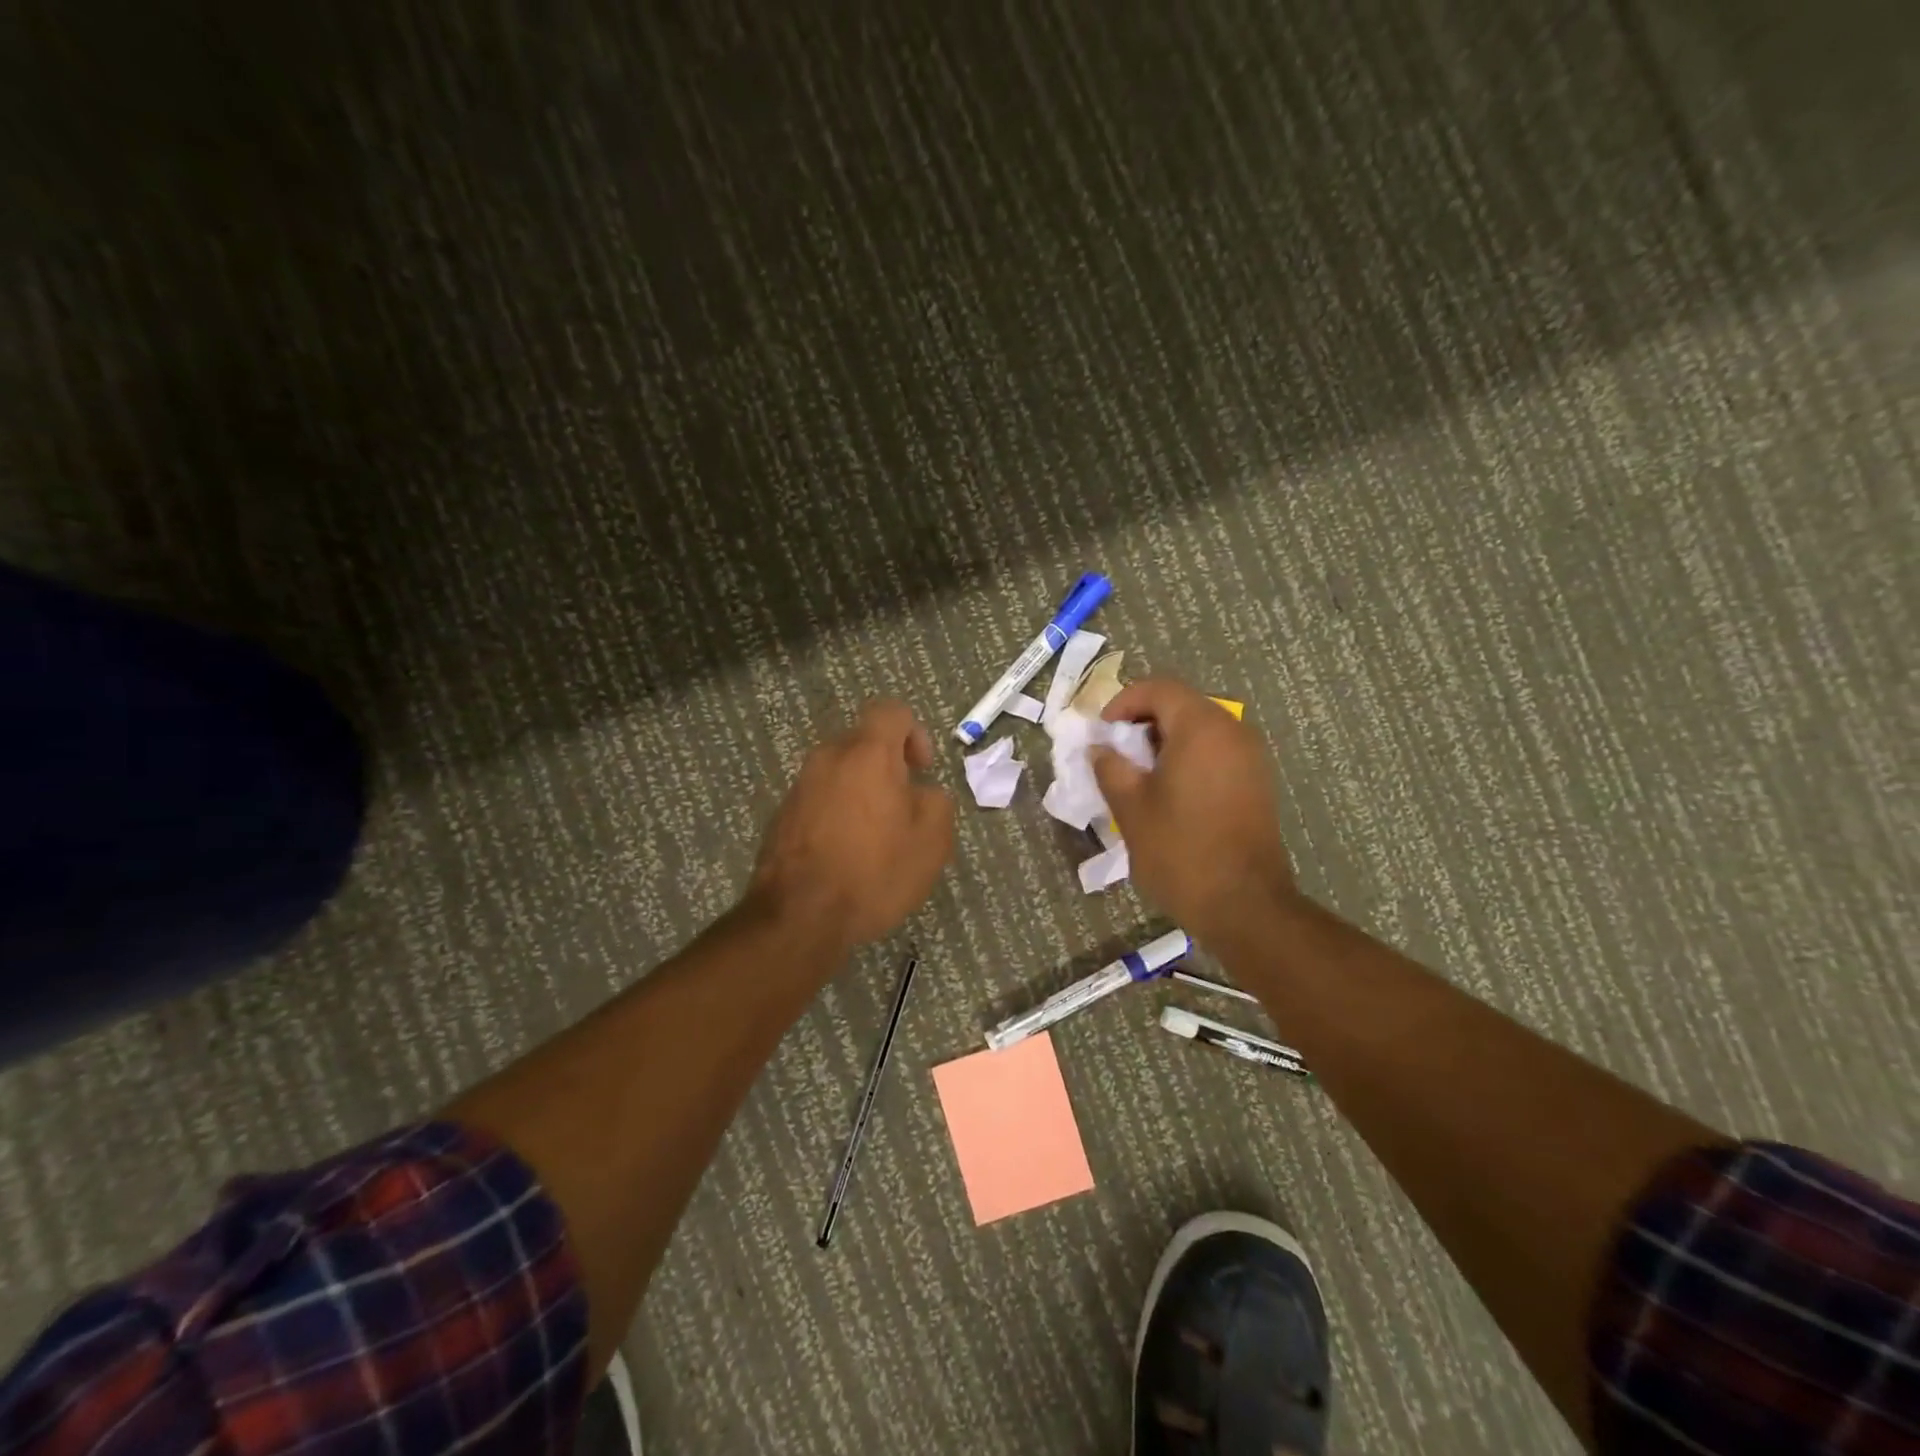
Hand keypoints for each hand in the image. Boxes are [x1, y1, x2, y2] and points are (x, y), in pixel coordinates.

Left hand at [750, 700, 954, 947]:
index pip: (891, 712)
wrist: (799, 916)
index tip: (922, 771)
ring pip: (840, 774)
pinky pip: (820, 800)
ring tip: (877, 839)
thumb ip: (937, 802)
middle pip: (863, 743)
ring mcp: (799, 787)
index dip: (914, 733)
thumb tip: (921, 793)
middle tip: (904, 809)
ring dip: (862, 793)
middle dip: (888, 767)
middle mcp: (828, 758)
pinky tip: (847, 856)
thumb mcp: (932, 840)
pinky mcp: (781, 817)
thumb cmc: (874, 871)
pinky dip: (838, 815)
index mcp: (867, 753)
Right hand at [1092, 679, 1295, 941]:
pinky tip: (1169, 792)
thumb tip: (1101, 749)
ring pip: (1201, 729)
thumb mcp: (1131, 807)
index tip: (1102, 731)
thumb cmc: (1180, 851)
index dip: (1124, 702)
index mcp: (1201, 728)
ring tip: (1139, 774)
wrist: (1244, 905)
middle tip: (1116, 752)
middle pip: (1182, 705)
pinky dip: (1188, 758)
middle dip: (1143, 721)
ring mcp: (1251, 758)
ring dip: (1165, 741)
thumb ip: (1110, 767)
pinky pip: (1217, 752)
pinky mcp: (1258, 783)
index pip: (1160, 689)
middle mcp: (1233, 732)